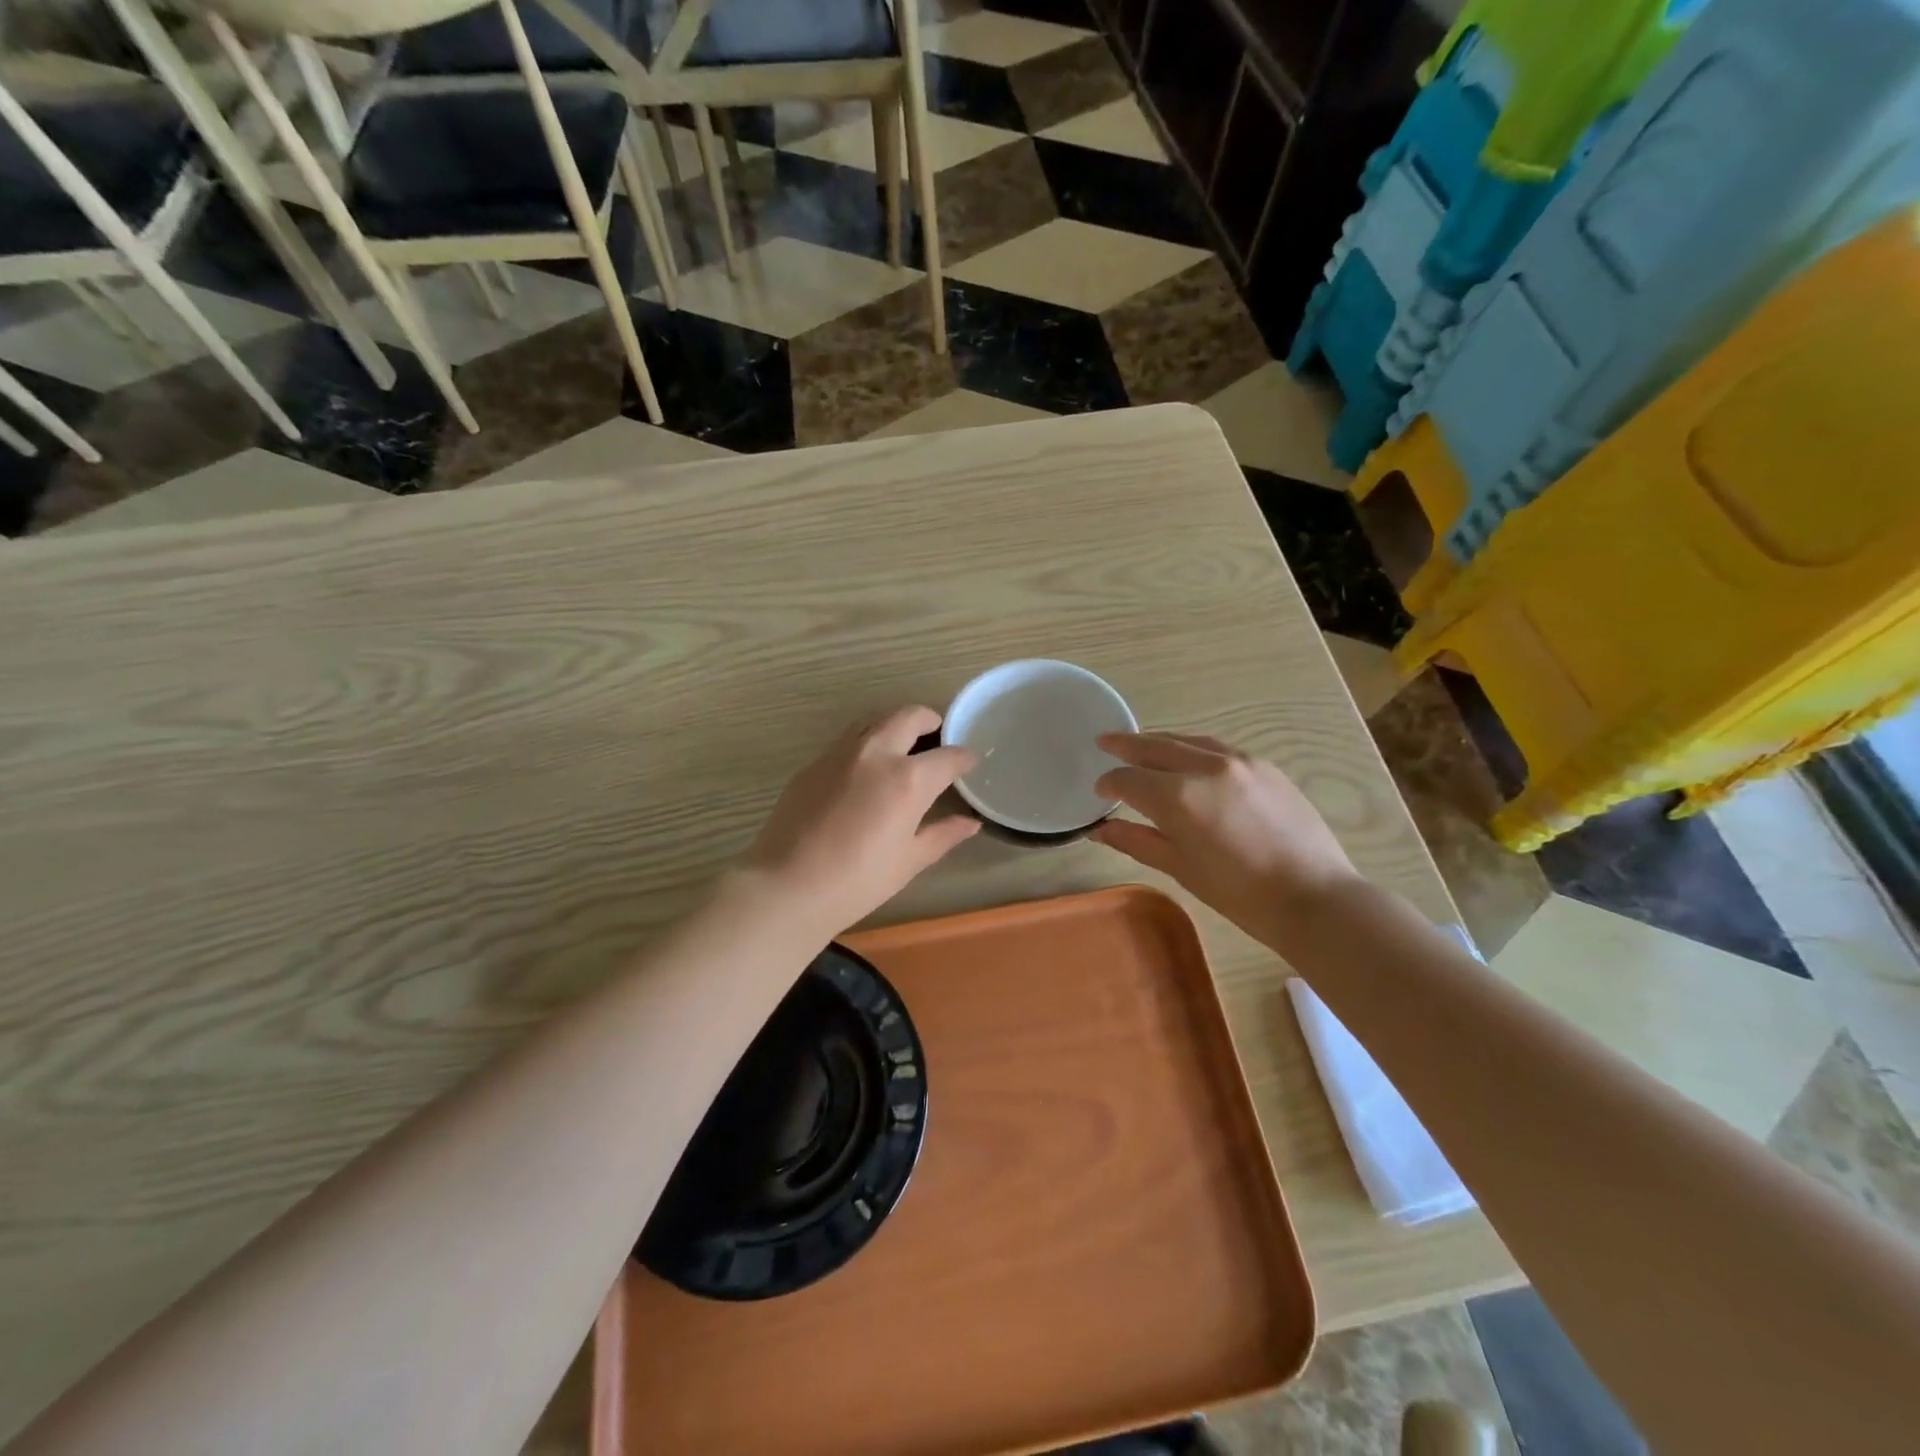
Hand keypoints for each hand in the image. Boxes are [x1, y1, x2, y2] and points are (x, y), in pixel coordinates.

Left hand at [741, 706, 979, 936]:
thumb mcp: (909, 860)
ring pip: (874, 720)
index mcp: (908, 779)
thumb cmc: (858, 881)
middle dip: (930, 721)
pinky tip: (865, 770)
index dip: (964, 758)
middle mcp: (876, 753)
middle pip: (909, 716)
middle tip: (937, 738)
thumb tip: (970, 823)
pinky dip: (866, 742)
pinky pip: (848, 740)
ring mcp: (840, 753)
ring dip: (895, 725)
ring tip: (902, 748)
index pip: (948, 756)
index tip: (969, 763)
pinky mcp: (814, 763)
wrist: (787, 886)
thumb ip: (943, 834)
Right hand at [1092, 732, 1360, 943]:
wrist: (1313, 896)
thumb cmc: (1239, 893)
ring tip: (1140, 744)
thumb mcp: (1180, 868)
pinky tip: (1185, 757)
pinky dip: (1191, 748)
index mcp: (1179, 797)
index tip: (1101, 791)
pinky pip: (1216, 747)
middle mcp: (1205, 767)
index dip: (1110, 783)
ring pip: (1186, 741)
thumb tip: (1101, 828)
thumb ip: (1136, 841)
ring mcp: (1238, 761)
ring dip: (1158, 741)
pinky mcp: (1263, 765)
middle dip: (1126, 746)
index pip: (1129, 779)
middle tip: (1104, 741)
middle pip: (1155, 747)